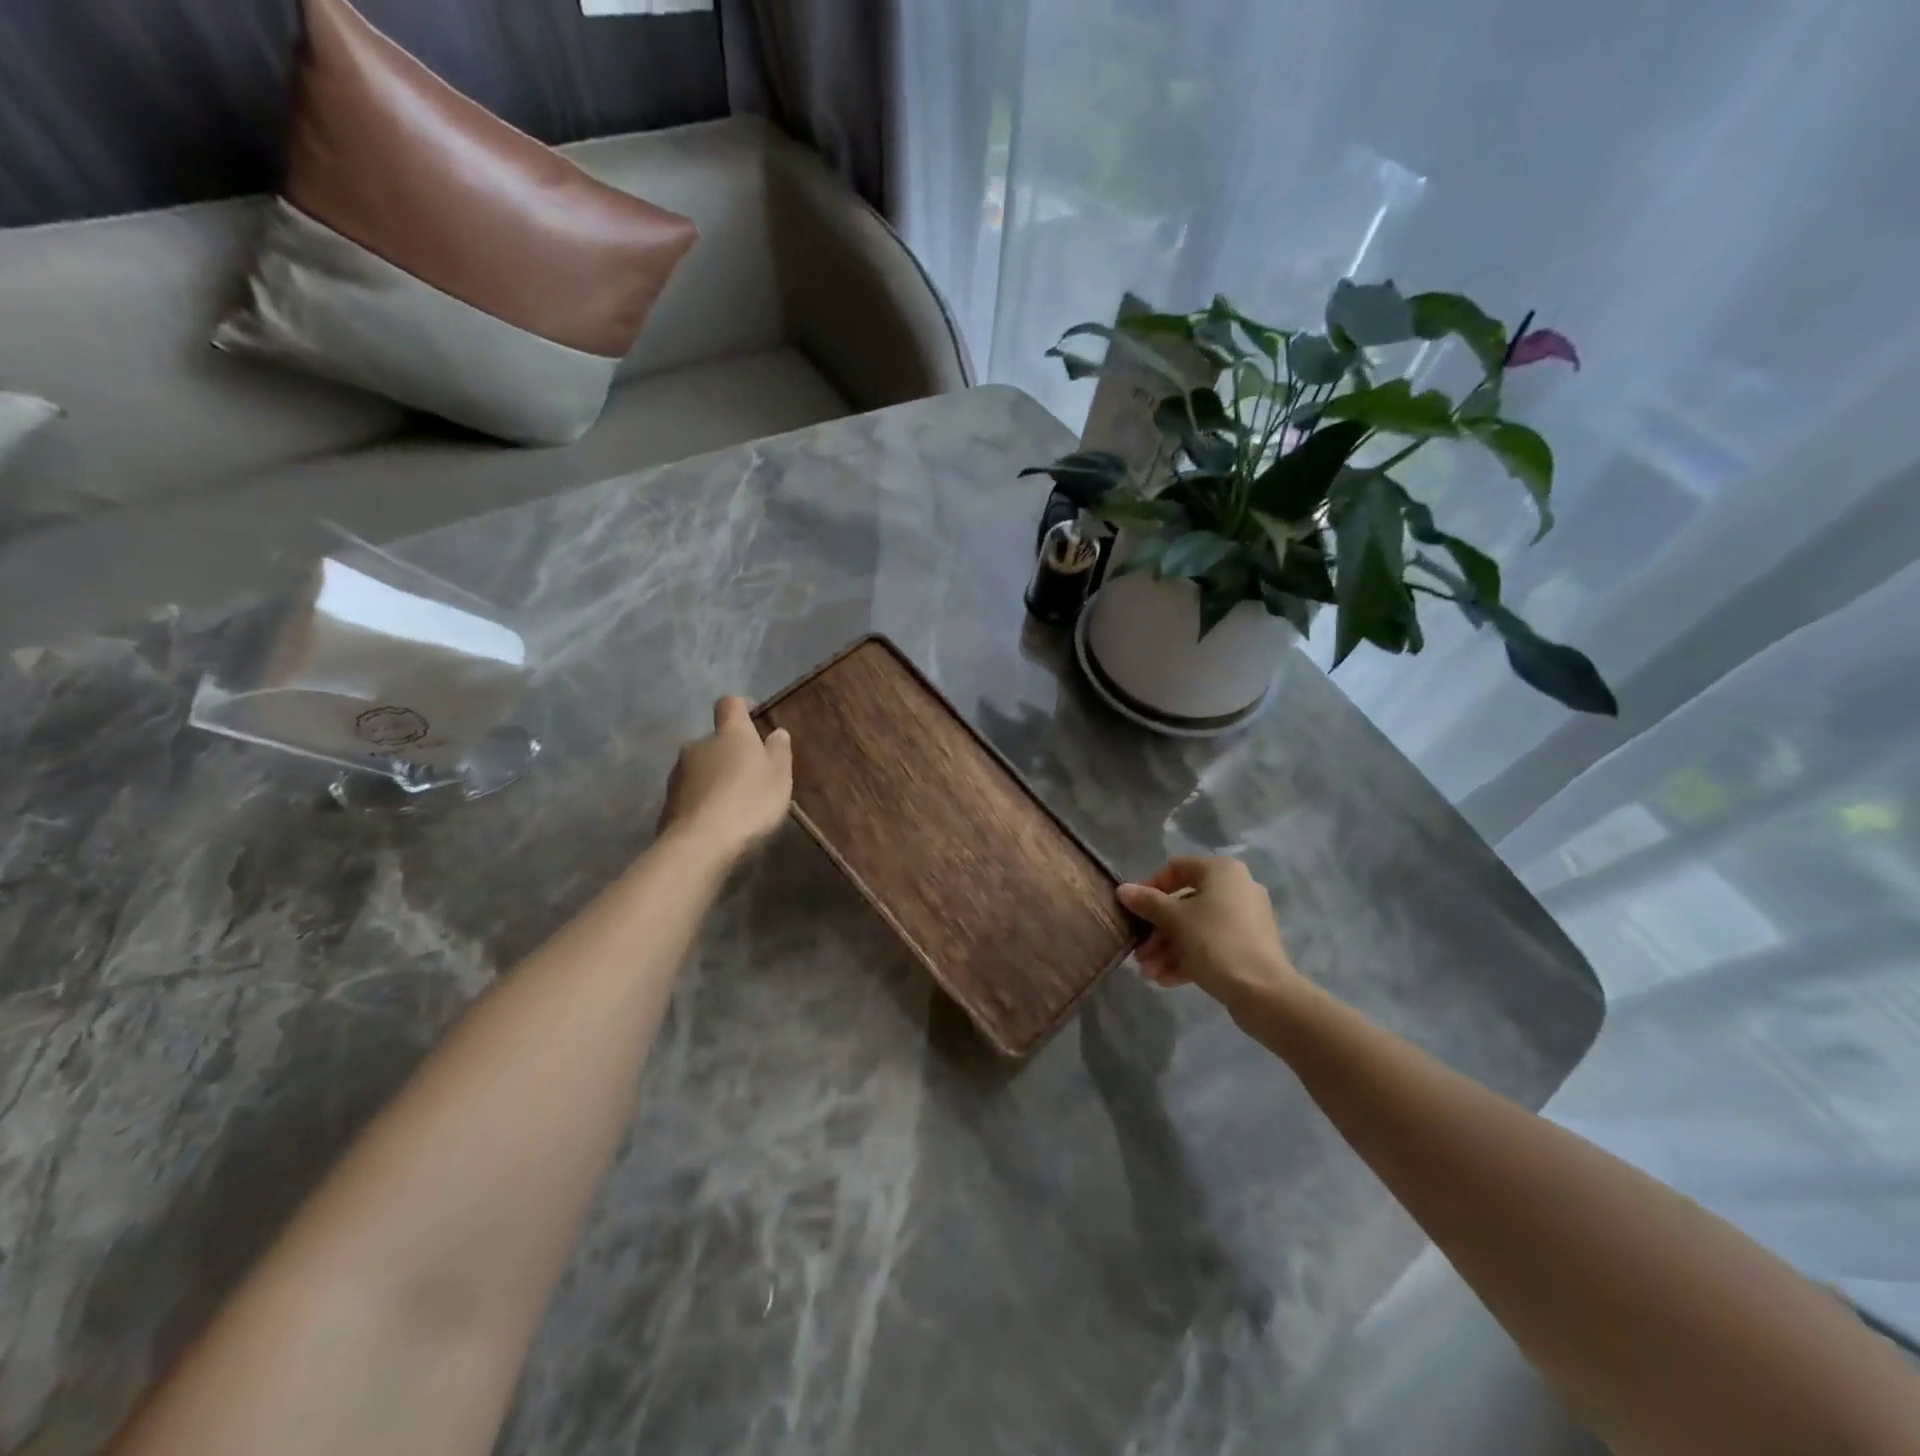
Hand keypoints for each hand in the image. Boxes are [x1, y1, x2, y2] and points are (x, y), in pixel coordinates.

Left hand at [658, 697, 793, 860]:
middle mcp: (698, 744)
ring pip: (701, 767)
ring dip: (715, 777)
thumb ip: (779, 751)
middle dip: (730, 752)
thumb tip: (777, 732)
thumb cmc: (749, 801)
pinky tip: (716, 821)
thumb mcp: (779, 777)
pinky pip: (690, 793)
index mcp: (729, 733)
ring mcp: (678, 773)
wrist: (701, 843)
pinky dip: (703, 800)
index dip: (741, 707)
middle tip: (750, 775)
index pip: (730, 703)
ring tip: (733, 803)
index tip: (753, 717)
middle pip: (715, 739)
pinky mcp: (667, 801)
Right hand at [1117, 857, 1301, 1017]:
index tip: (1134, 911)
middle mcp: (1236, 888)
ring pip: (1195, 928)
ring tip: (1149, 973)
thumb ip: (1147, 902)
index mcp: (1222, 871)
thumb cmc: (1216, 943)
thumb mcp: (1175, 920)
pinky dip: (1188, 958)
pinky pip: (1211, 945)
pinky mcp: (1248, 947)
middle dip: (1157, 931)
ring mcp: (1245, 919)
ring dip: (1168, 949)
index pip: (1176, 868)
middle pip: (1184, 903)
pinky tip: (1166, 980)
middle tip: (1139, 953)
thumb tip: (1123, 890)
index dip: (1150, 888)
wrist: (1265, 993)